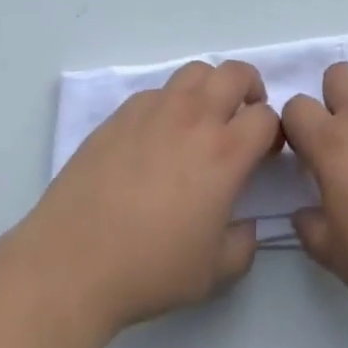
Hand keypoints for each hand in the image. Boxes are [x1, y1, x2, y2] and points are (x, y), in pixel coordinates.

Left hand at [21, 60, 279, 333]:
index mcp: (225, 152)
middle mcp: (195, 117)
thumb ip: (242, 246)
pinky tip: (158, 136)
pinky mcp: (123, 113)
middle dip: (250, 89)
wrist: (73, 261)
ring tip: (203, 116)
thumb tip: (247, 226)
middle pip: (236, 74)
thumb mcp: (211, 275)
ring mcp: (156, 109)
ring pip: (196, 72)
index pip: (266, 117)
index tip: (265, 152)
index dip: (273, 131)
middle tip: (244, 116)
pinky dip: (170, 104)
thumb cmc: (149, 269)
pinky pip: (158, 92)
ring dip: (210, 87)